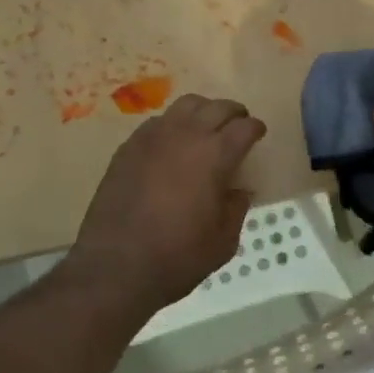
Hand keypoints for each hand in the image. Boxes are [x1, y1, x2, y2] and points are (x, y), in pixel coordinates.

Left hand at [67, 94, 267, 313]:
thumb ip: (236, 209)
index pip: (244, 127)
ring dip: (203, 111)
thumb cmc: (176, 257)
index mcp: (215, 154)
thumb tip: (238, 190)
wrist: (114, 267)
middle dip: (234, 113)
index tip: (258, 134)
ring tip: (206, 127)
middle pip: (217, 107)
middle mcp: (186, 134)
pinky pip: (158, 122)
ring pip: (186, 105)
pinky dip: (173, 125)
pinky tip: (172, 144)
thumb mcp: (222, 242)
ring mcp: (154, 136)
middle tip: (238, 126)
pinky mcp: (129, 146)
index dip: (256, 129)